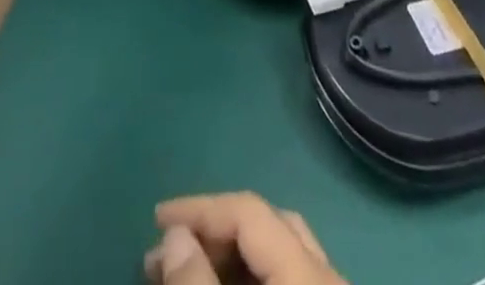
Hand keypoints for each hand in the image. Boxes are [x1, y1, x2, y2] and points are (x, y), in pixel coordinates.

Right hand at [145, 194, 343, 283]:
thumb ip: (198, 284)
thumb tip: (175, 234)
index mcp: (309, 269)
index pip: (249, 210)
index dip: (200, 207)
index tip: (157, 218)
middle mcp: (328, 272)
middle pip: (267, 226)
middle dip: (214, 231)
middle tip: (167, 251)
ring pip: (279, 254)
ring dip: (230, 254)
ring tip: (186, 269)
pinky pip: (288, 278)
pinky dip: (252, 277)